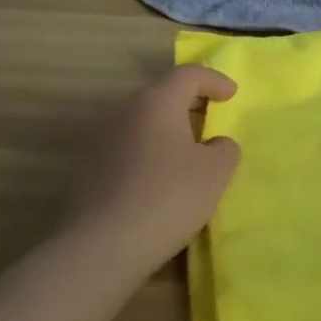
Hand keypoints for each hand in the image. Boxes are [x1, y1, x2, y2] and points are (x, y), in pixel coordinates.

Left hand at [66, 65, 239, 275]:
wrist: (100, 247)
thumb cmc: (167, 198)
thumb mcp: (215, 173)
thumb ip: (224, 149)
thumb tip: (215, 143)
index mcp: (157, 102)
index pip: (189, 74)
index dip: (214, 80)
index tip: (232, 95)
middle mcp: (125, 111)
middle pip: (162, 94)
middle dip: (190, 102)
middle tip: (211, 118)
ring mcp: (101, 139)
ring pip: (142, 121)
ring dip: (167, 129)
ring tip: (187, 152)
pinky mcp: (88, 169)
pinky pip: (127, 147)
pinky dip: (148, 152)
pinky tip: (158, 179)